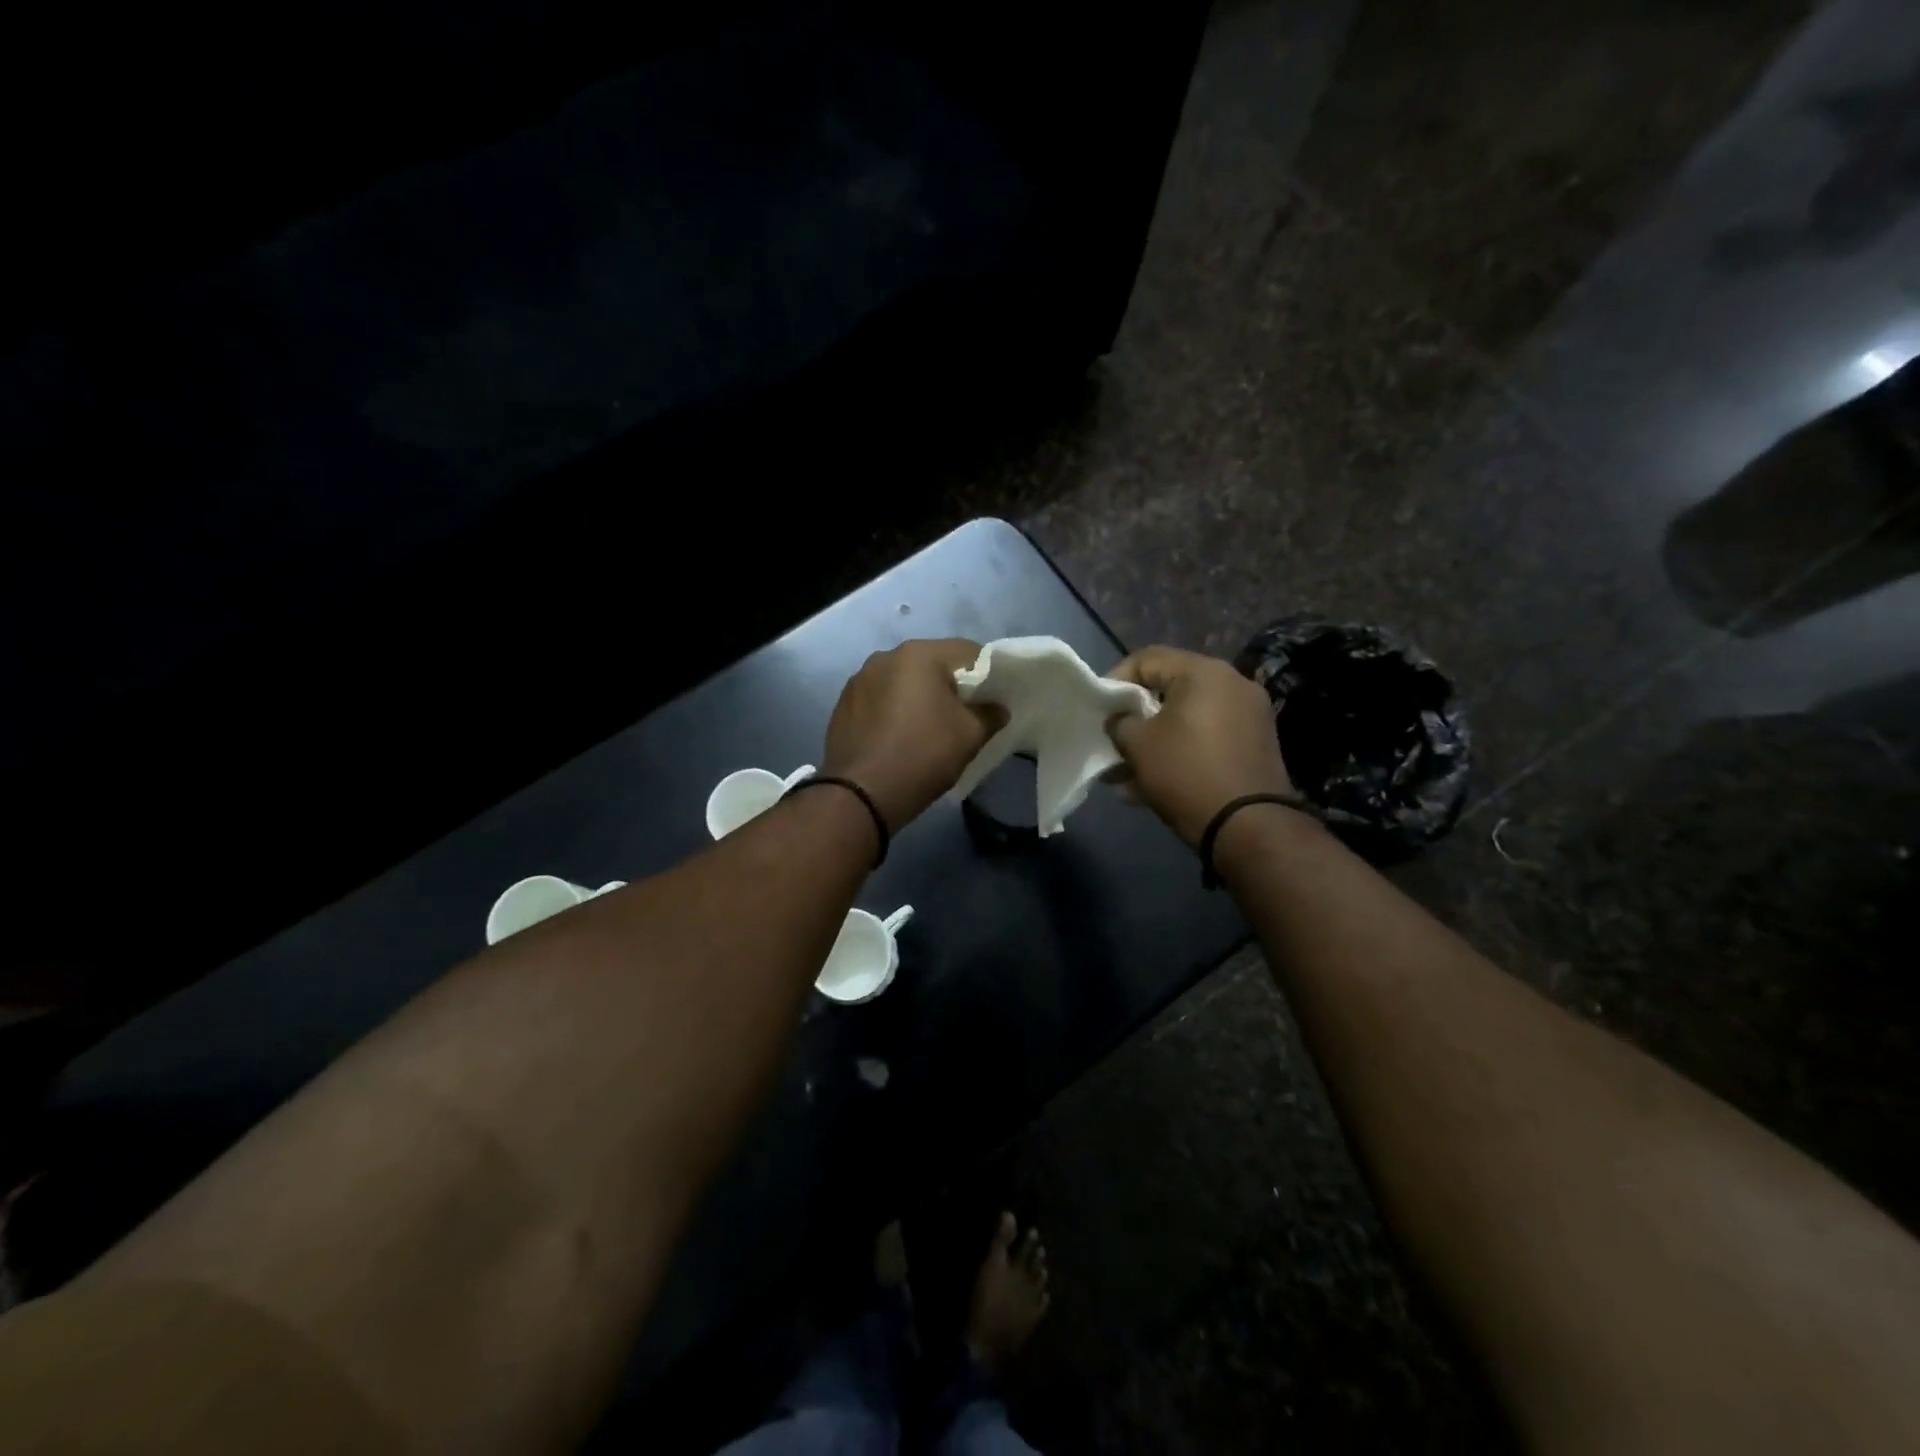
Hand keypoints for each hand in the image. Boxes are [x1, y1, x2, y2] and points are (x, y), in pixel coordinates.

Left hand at [822, 639, 1004, 831]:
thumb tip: (997, 708)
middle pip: (931, 664)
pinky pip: (879, 698)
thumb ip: (990, 714)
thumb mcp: (970, 736)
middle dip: (950, 685)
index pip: (967, 652)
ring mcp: (859, 679)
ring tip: (926, 727)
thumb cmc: (923, 755)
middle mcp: (885, 656)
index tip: (992, 699)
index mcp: (919, 654)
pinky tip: (898, 736)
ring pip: (902, 681)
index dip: (987, 674)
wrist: (862, 793)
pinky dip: (893, 710)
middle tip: (963, 715)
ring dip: (918, 697)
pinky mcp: (843, 704)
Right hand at [1107, 646, 1292, 845]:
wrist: (1249, 826)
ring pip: (1187, 720)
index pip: (1147, 659)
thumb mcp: (1138, 745)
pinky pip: (1207, 739)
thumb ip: (1120, 722)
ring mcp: (1249, 716)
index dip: (1115, 680)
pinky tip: (1152, 786)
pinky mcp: (1255, 746)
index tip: (1099, 710)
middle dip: (1135, 718)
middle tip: (1112, 741)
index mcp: (1204, 672)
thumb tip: (1120, 719)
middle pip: (1169, 689)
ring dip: (1155, 741)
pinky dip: (1180, 753)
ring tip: (1126, 774)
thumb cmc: (1186, 773)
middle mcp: (1233, 684)